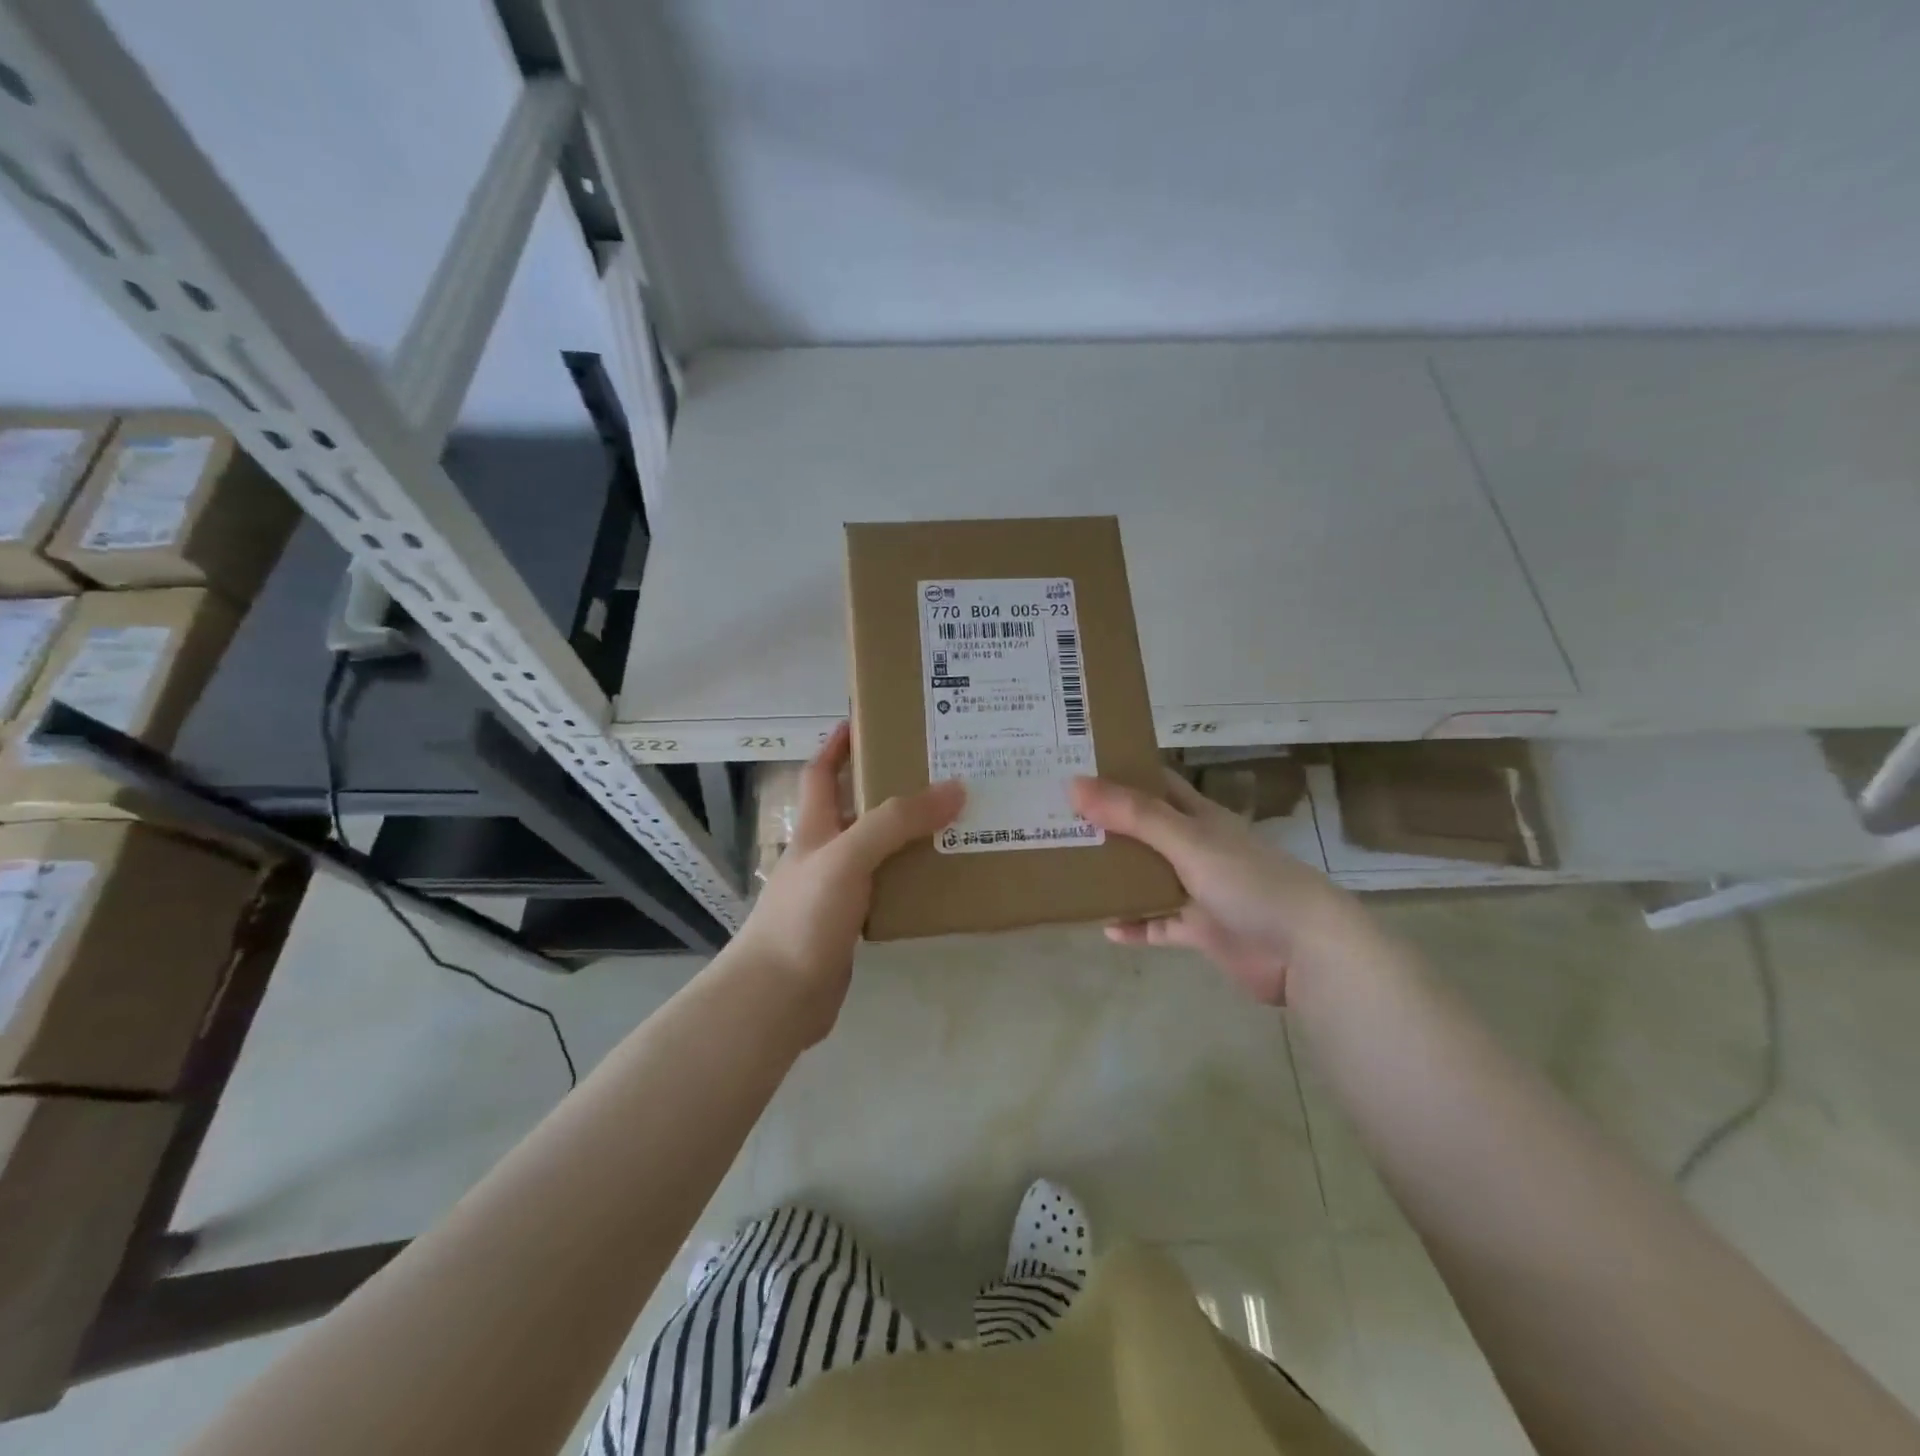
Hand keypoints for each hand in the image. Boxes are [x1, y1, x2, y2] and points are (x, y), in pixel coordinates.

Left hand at [732, 724, 963, 1042]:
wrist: (777, 998)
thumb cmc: (804, 916)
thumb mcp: (848, 857)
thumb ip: (897, 822)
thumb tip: (955, 787)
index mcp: (815, 828)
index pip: (822, 772)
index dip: (839, 744)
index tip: (867, 719)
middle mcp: (825, 854)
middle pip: (858, 809)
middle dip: (891, 788)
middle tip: (940, 772)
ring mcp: (837, 891)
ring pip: (878, 851)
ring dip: (909, 836)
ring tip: (955, 821)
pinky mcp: (852, 925)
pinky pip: (888, 890)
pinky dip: (911, 880)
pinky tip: (941, 879)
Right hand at [1069, 770, 1374, 1004]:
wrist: (1304, 950)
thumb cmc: (1248, 881)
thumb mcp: (1187, 840)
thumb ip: (1133, 815)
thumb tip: (1074, 785)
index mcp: (1199, 817)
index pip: (1156, 783)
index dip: (1121, 772)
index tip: (1077, 767)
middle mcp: (1197, 848)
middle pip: (1144, 830)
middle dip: (1106, 825)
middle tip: (1057, 820)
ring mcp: (1199, 890)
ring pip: (1148, 877)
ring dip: (1116, 876)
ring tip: (1071, 869)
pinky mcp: (1201, 930)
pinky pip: (1159, 925)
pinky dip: (1135, 925)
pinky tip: (1105, 928)